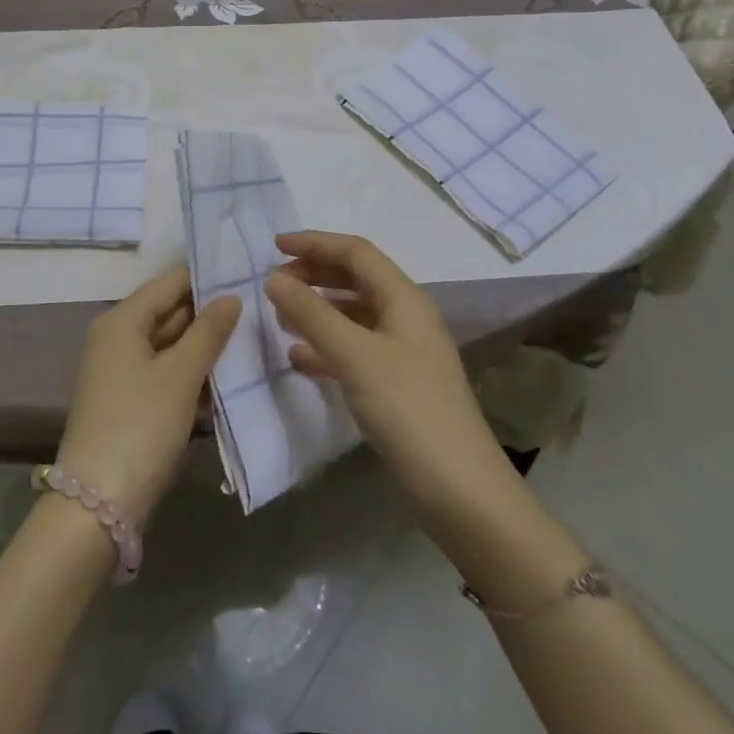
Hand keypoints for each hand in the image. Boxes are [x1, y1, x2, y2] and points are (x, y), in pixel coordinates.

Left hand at [56, 265, 240, 526]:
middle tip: (260, 307)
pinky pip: (168, 374)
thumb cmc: (140, 426)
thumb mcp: (180, 375)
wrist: (97, 504)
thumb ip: (208, 332)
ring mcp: (124, 372)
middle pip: (170, 312)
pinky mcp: (132, 402)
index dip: (206, 277)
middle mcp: (118, 338)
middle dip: (211, 314)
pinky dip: (193, 375)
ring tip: (254, 338)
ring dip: (206, 347)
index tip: (247, 272)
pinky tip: (228, 379)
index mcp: (122, 321)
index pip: (170, 282)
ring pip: (172, 345)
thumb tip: (231, 297)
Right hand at [265, 231, 511, 528]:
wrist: (460, 490)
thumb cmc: (408, 409)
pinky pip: (355, 349)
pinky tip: (299, 358)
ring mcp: (403, 352)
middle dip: (314, 275)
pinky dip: (326, 346)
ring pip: (353, 315)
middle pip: (355, 279)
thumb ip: (312, 314)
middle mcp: (406, 317)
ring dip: (317, 310)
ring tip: (280, 317)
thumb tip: (273, 277)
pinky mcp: (398, 384)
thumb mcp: (355, 356)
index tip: (274, 246)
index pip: (356, 253)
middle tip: (275, 283)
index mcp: (404, 298)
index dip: (315, 243)